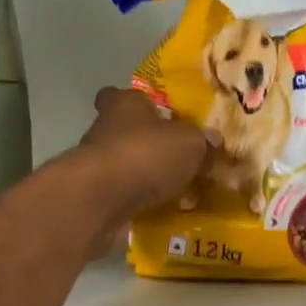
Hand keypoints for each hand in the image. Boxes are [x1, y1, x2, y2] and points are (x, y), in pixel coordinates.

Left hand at [73, 87, 211, 224]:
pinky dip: (134, 200)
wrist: (103, 198)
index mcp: (125, 104)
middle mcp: (104, 128)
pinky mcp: (93, 194)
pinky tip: (156, 210)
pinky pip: (119, 194)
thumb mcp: (189, 143)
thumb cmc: (146, 154)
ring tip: (170, 189)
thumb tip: (212, 140)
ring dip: (140, 175)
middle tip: (172, 157)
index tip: (157, 116)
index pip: (125, 95)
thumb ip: (201, 141)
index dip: (141, 104)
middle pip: (123, 130)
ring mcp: (95, 163)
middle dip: (144, 143)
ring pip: (121, 164)